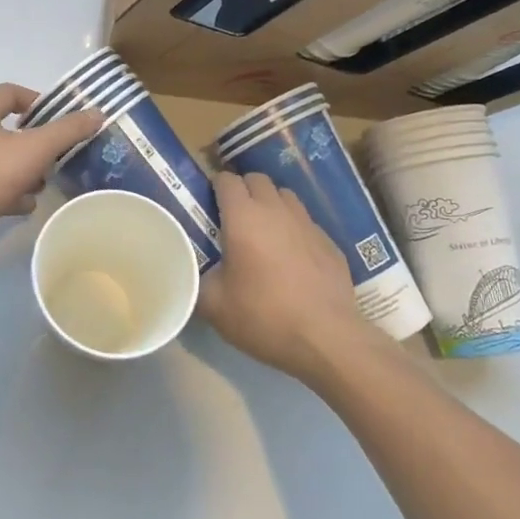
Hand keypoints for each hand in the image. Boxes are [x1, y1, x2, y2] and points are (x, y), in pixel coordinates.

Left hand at [0, 83, 103, 272]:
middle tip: (59, 155)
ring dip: (26, 170)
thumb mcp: (34, 149)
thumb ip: (66, 131)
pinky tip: (26, 206)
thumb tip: (95, 113)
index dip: (38, 101)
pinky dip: (11, 193)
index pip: (10, 92)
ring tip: (46, 183)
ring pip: (2, 160)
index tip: (61, 119)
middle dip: (36, 142)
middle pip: (8, 129)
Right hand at [197, 171, 375, 383]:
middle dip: (243, 190)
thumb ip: (196, 280)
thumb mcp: (213, 305)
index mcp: (243, 217)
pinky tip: (291, 257)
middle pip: (257, 179)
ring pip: (285, 196)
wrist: (327, 339)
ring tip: (263, 232)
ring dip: (270, 204)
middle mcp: (276, 210)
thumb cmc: (263, 316)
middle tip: (233, 218)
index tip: (208, 206)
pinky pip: (305, 222)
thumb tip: (189, 272)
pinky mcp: (330, 242)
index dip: (215, 188)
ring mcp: (307, 224)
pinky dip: (293, 229)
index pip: (226, 180)